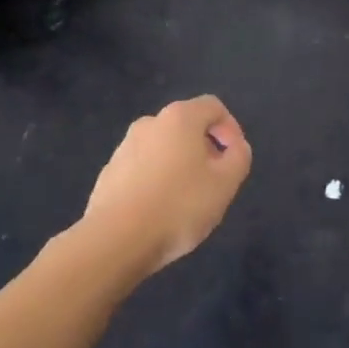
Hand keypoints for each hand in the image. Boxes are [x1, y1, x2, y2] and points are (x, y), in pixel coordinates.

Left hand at [81, 95, 251, 275]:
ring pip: (163, 148)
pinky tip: (159, 211)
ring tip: (186, 200)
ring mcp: (125, 146)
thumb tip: (235, 147)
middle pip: (187, 126)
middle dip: (205, 148)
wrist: (115, 240)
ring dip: (180, 165)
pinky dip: (156, 180)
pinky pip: (142, 168)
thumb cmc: (178, 206)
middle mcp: (150, 123)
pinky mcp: (109, 172)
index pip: (214, 107)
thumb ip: (239, 157)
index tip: (235, 159)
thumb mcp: (225, 184)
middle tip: (214, 182)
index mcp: (180, 118)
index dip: (231, 129)